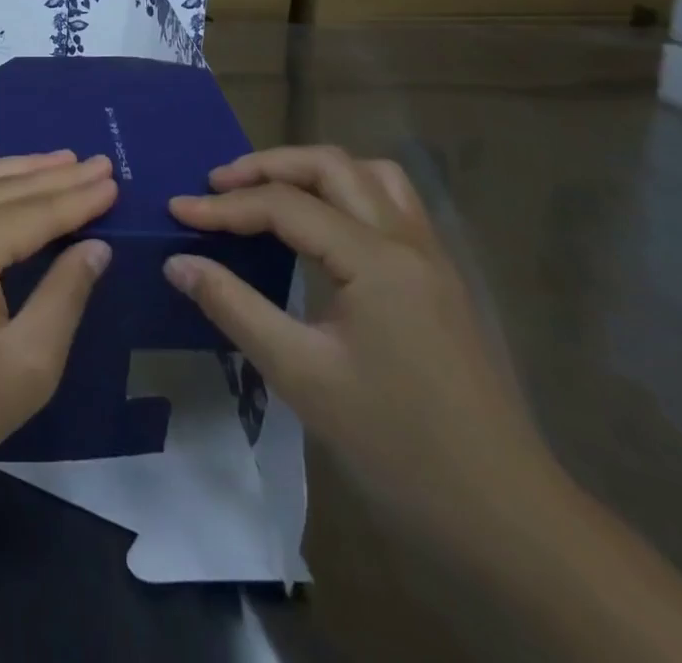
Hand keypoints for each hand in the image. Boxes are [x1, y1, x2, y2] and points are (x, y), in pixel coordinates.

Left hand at [0, 150, 116, 508]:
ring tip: (59, 159)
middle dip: (55, 175)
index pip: (35, 212)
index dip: (78, 197)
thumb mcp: (28, 364)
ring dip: (18, 170)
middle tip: (98, 162)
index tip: (114, 180)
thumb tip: (95, 246)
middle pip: (4, 189)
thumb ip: (65, 295)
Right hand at [164, 146, 553, 539]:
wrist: (505, 515)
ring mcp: (431, 256)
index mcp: (376, 260)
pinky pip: (391, 203)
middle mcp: (407, 241)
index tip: (176, 211)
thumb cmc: (397, 445)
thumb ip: (234, 307)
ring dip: (313, 171)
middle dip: (267, 166)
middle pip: (330, 166)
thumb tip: (178, 263)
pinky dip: (346, 193)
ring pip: (369, 175)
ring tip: (269, 192)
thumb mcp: (301, 375)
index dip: (225, 205)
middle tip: (218, 185)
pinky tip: (323, 225)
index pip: (286, 205)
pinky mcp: (439, 277)